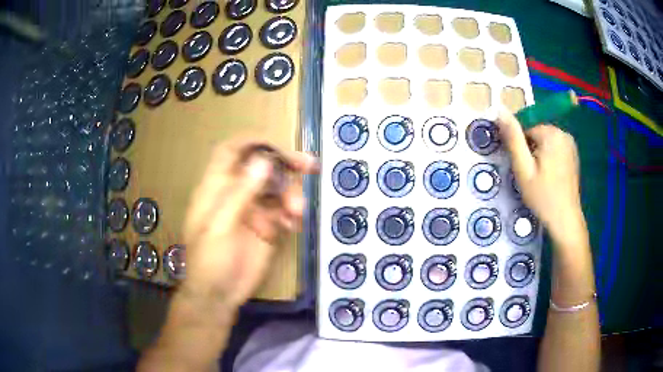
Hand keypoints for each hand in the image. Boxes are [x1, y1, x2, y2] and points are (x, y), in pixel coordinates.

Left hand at [180, 140, 317, 307]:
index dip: (253, 142)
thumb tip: (263, 161)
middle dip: (284, 165)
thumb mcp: (220, 227)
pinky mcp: (267, 228)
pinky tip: (293, 226)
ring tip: (297, 212)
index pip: (232, 152)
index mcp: (217, 188)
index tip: (278, 145)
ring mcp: (253, 211)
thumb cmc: (209, 261)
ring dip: (291, 195)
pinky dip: (292, 215)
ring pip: (277, 189)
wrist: (218, 296)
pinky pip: (284, 212)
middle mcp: (236, 194)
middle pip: (261, 167)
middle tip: (309, 166)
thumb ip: (240, 193)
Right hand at [496, 109, 584, 244]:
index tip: (523, 168)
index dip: (520, 148)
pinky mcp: (573, 154)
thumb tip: (499, 109)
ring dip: (539, 155)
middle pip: (536, 134)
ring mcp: (570, 144)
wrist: (565, 219)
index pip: (525, 129)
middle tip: (531, 176)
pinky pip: (555, 148)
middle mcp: (563, 133)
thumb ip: (512, 138)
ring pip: (545, 141)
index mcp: (551, 133)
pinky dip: (549, 158)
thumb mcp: (523, 168)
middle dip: (530, 151)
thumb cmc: (542, 196)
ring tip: (540, 178)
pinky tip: (550, 177)